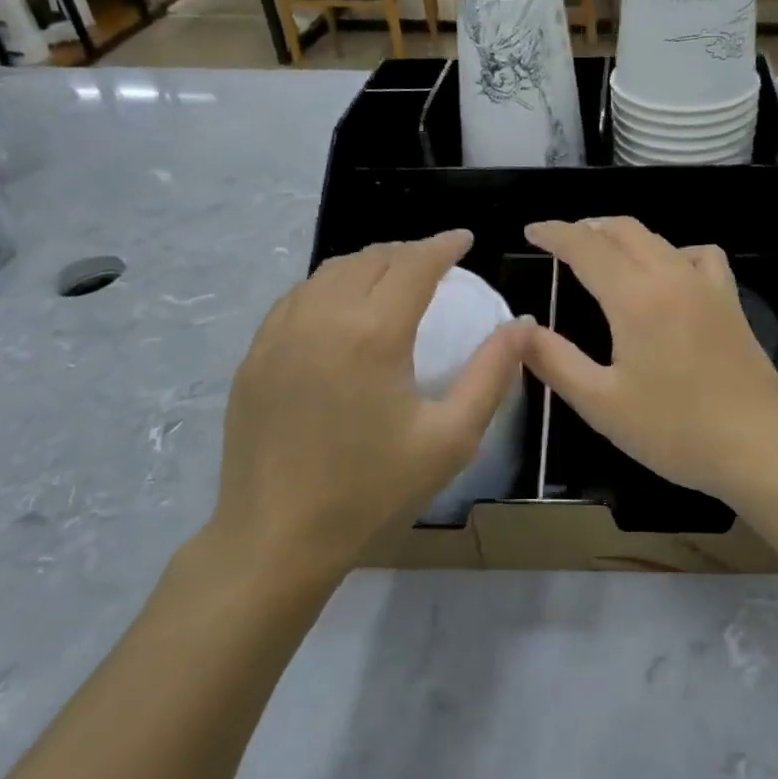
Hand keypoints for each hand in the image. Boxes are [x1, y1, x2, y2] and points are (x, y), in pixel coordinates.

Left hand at [199, 231, 526, 587]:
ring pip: (329, 272)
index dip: (443, 245)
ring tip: (394, 277)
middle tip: (436, 261)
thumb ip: (492, 374)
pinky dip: (329, 286)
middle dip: (408, 251)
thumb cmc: (373, 491)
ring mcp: (278, 335)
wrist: (276, 539)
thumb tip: (523, 325)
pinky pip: (296, 298)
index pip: (413, 264)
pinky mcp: (254, 356)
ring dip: (368, 264)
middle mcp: (321, 318)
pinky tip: (342, 308)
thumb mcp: (451, 438)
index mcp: (372, 333)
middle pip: (370, 260)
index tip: (465, 239)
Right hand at [522, 218, 777, 505]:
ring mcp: (708, 286)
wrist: (758, 447)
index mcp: (636, 297)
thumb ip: (555, 361)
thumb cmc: (674, 430)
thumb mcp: (602, 403)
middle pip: (624, 230)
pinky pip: (699, 256)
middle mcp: (672, 276)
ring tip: (603, 254)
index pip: (586, 246)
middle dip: (586, 228)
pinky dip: (673, 252)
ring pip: (659, 239)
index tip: (532, 231)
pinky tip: (668, 275)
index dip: (555, 233)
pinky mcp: (731, 302)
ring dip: (624, 236)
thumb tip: (522, 328)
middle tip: (559, 241)